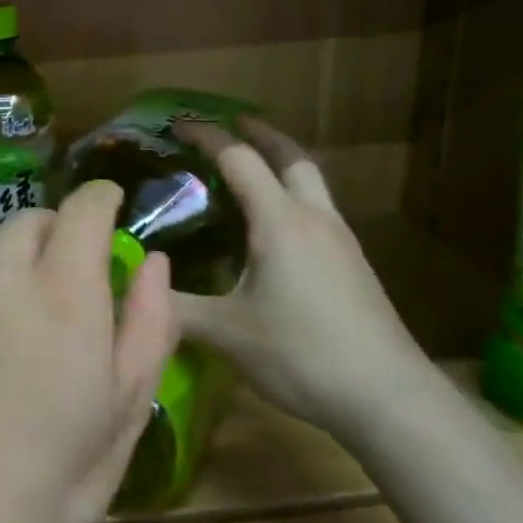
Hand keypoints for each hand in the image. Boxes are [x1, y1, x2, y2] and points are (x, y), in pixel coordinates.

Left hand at [0, 181, 177, 522]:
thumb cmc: (57, 477)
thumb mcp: (126, 411)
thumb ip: (149, 326)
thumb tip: (154, 262)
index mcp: (66, 296)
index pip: (83, 210)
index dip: (100, 198)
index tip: (109, 204)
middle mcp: (4, 276)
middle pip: (31, 217)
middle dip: (57, 228)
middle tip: (66, 264)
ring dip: (6, 240)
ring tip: (14, 277)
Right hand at [171, 118, 432, 439]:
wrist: (387, 396)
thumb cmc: (301, 353)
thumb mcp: (224, 332)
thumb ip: (174, 306)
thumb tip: (135, 287)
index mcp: (279, 221)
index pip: (239, 158)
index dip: (207, 136)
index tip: (178, 126)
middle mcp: (314, 218)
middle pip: (291, 156)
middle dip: (259, 134)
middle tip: (230, 127)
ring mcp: (340, 241)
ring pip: (311, 183)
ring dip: (281, 165)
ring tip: (248, 174)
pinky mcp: (353, 266)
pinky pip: (317, 212)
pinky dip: (291, 199)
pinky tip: (274, 232)